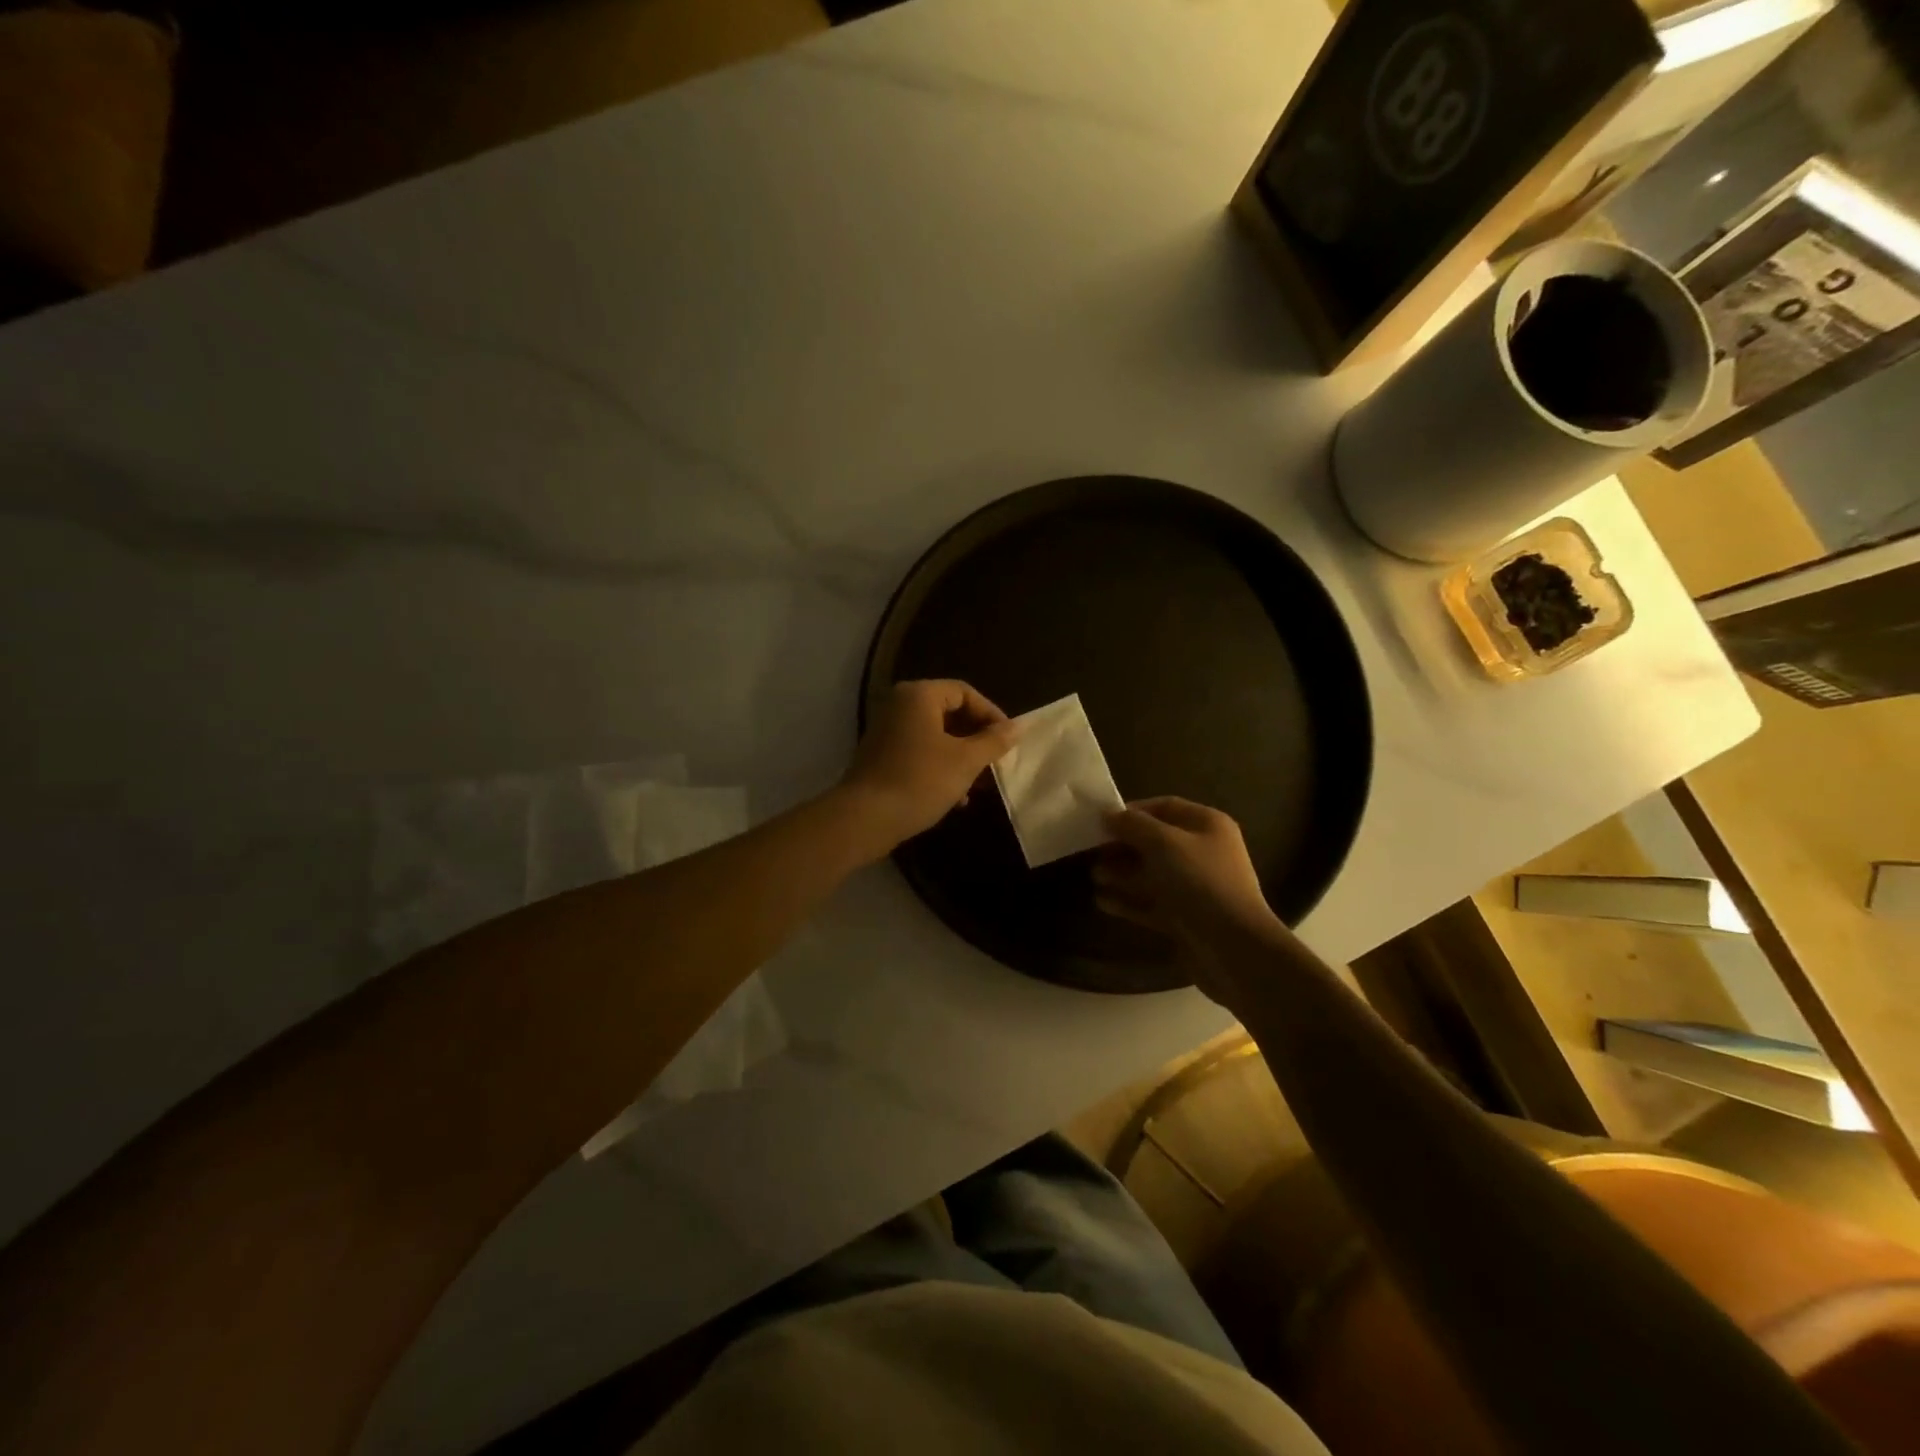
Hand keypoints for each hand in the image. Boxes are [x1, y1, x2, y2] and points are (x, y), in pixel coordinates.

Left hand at [841, 680, 1017, 851]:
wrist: (865, 818)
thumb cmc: (919, 781)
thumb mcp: (965, 761)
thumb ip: (994, 741)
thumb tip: (1018, 727)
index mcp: (919, 696)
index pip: (965, 692)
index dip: (991, 714)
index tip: (1008, 741)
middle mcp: (899, 706)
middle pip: (949, 713)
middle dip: (976, 739)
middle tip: (996, 762)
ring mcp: (887, 731)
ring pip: (936, 736)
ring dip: (961, 757)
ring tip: (980, 784)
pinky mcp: (882, 757)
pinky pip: (920, 753)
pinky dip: (940, 768)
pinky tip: (956, 798)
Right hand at [1092, 798, 1282, 984]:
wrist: (1233, 948)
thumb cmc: (1200, 882)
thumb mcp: (1164, 843)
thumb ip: (1133, 825)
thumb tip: (1108, 815)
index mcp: (1207, 826)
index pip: (1165, 807)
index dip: (1133, 811)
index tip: (1101, 821)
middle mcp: (1203, 853)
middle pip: (1155, 842)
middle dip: (1123, 846)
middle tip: (1092, 851)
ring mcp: (1195, 888)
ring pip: (1151, 874)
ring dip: (1122, 874)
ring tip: (1095, 877)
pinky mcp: (1185, 918)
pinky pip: (1152, 903)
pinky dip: (1128, 901)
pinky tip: (1103, 901)